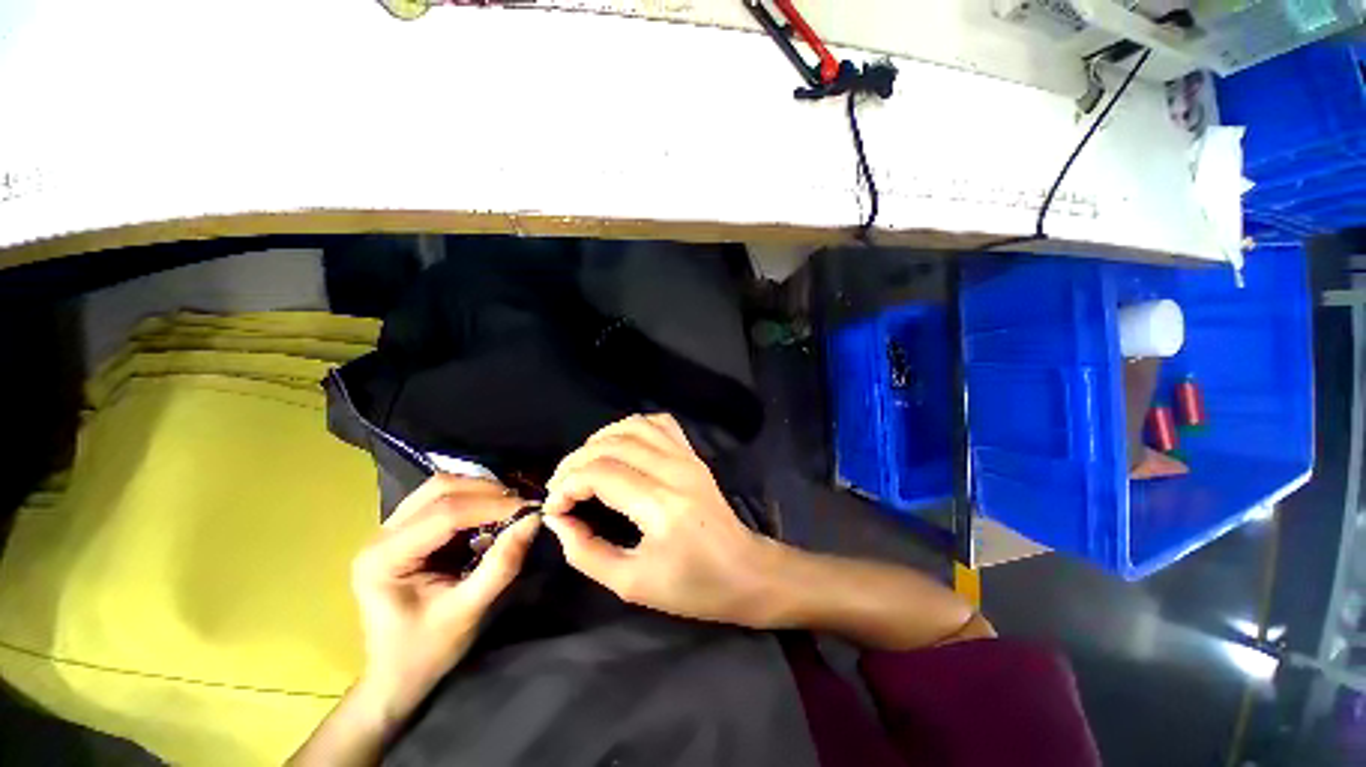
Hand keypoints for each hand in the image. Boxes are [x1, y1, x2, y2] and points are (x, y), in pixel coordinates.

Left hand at [350, 475, 539, 721]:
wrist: (396, 676)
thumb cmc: (427, 651)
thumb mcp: (468, 611)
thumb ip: (501, 564)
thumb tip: (533, 521)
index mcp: (384, 558)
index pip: (444, 513)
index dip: (491, 506)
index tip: (530, 510)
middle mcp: (381, 535)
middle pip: (440, 489)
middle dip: (486, 491)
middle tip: (521, 506)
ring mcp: (390, 530)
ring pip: (441, 487)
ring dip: (480, 491)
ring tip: (510, 507)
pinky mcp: (406, 531)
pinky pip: (442, 498)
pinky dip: (473, 498)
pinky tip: (492, 513)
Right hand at [542, 414, 775, 625]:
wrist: (745, 571)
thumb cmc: (691, 586)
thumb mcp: (631, 583)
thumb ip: (586, 552)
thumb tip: (558, 520)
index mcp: (661, 506)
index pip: (600, 474)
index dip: (566, 485)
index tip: (554, 507)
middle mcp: (674, 470)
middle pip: (611, 445)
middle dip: (575, 462)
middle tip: (561, 487)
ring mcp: (687, 457)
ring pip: (633, 426)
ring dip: (600, 440)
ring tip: (584, 465)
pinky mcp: (693, 454)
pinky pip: (659, 423)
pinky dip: (632, 428)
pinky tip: (620, 447)